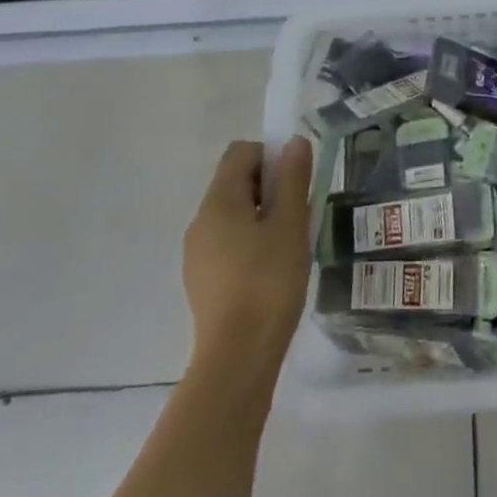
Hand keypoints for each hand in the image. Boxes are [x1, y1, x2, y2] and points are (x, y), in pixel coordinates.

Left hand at [183, 137, 313, 375]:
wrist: (238, 355)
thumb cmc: (269, 281)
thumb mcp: (290, 224)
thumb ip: (292, 179)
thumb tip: (294, 142)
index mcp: (219, 201)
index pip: (241, 152)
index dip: (271, 156)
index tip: (295, 183)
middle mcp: (200, 220)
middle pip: (236, 182)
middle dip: (270, 188)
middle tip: (298, 215)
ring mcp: (197, 252)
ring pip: (234, 214)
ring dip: (262, 217)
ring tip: (289, 246)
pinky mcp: (201, 279)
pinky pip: (228, 242)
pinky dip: (250, 243)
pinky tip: (271, 271)